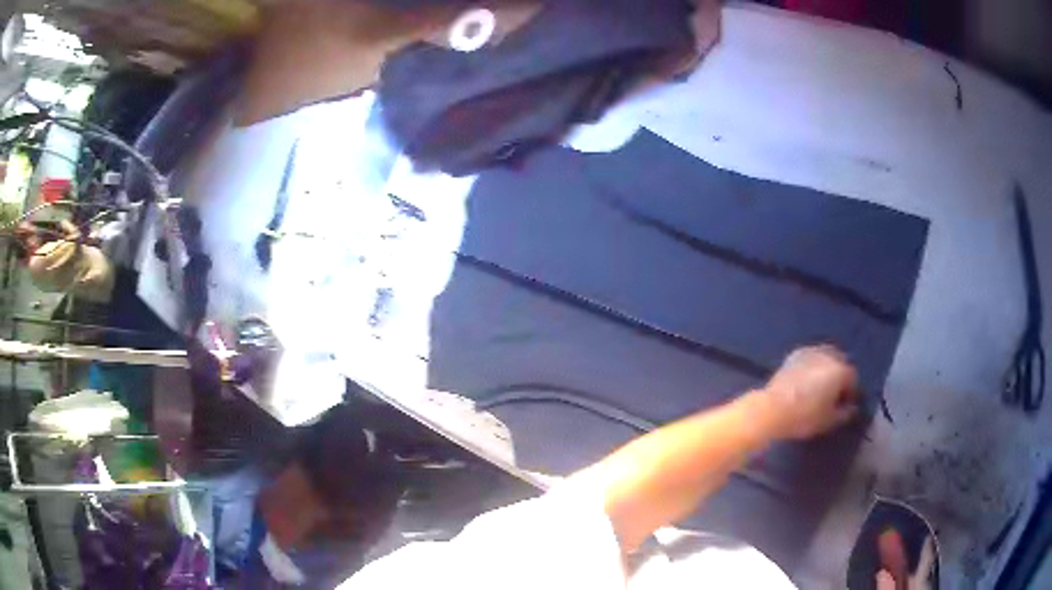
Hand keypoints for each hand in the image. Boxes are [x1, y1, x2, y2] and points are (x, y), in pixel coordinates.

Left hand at [759, 345, 858, 439]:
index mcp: (840, 371)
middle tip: (834, 394)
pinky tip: (808, 380)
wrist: (772, 409)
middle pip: (841, 363)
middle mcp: (828, 356)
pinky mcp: (794, 355)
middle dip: (840, 377)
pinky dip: (813, 366)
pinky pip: (811, 357)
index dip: (850, 393)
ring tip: (821, 386)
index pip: (852, 379)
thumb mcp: (829, 421)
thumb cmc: (805, 417)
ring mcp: (810, 352)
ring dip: (827, 368)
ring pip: (826, 357)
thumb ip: (845, 413)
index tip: (845, 405)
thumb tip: (851, 409)